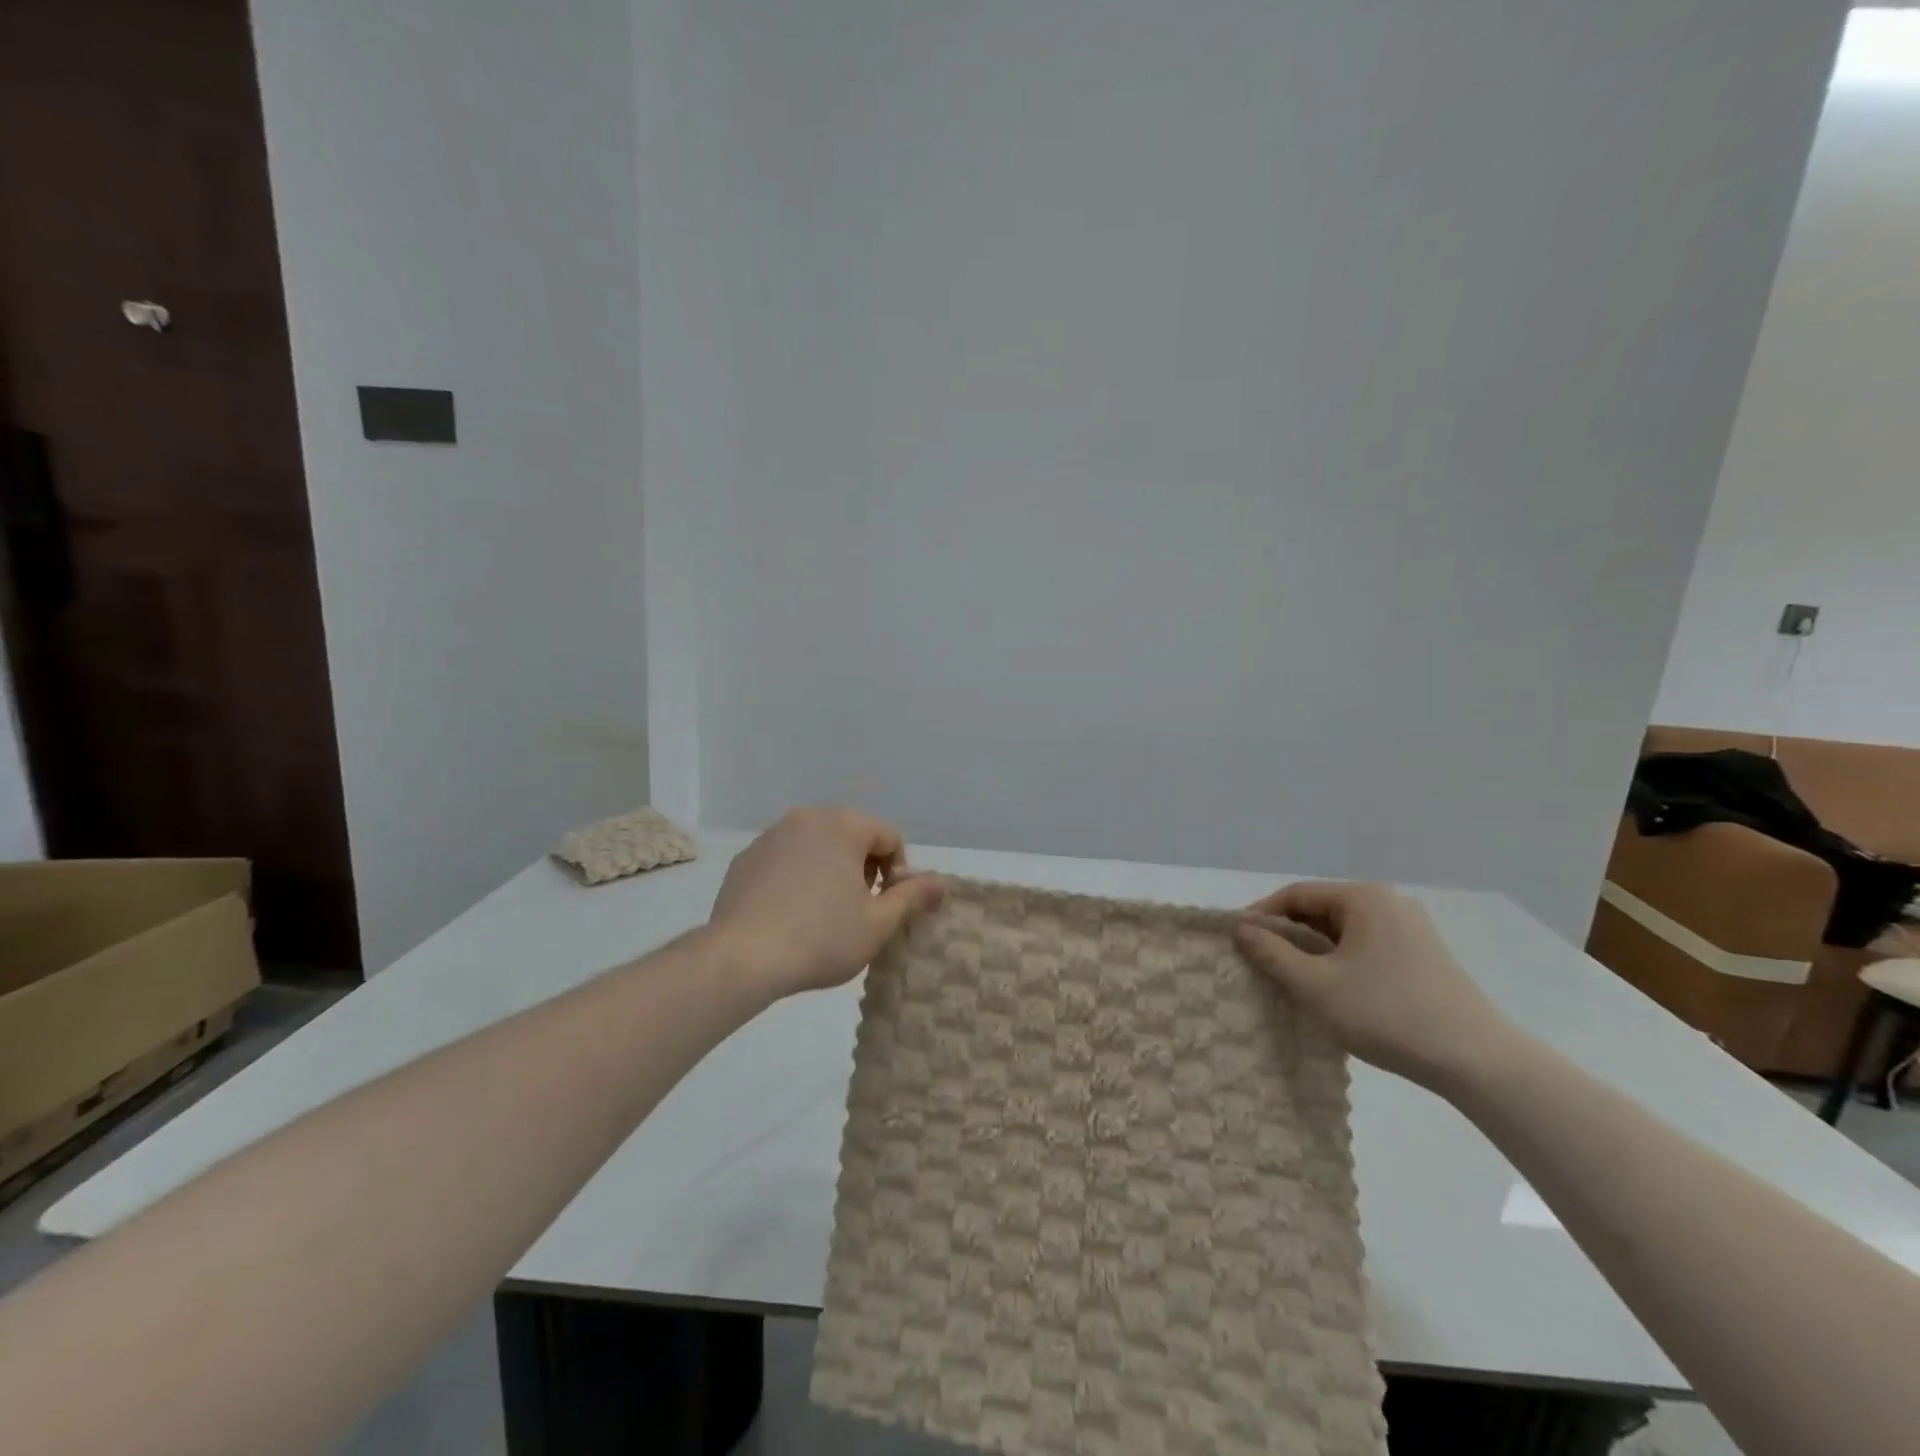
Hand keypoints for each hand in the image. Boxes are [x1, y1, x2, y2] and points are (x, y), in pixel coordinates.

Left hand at [708, 807, 944, 1001]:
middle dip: (864, 869)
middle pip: (852, 836)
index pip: (889, 838)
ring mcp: (770, 836)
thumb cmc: (821, 937)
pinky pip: (784, 861)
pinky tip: (790, 915)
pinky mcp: (744, 859)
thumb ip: (912, 896)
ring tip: (824, 914)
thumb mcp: (878, 922)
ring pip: (816, 846)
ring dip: (830, 872)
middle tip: (859, 910)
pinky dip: (796, 878)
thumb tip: (942, 882)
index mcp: (843, 825)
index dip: (898, 873)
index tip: (886, 907)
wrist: (742, 958)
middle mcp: (806, 818)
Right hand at [1233, 881, 1516, 1091]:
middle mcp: (1389, 903)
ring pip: (1345, 932)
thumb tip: (1241, 929)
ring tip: (1292, 980)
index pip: (1296, 894)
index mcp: (1363, 898)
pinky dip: (1342, 962)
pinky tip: (1334, 991)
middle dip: (1287, 934)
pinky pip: (1367, 947)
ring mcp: (1412, 930)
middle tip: (1260, 963)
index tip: (1237, 940)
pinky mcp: (1425, 957)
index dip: (1261, 915)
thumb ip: (1272, 953)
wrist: (1477, 1061)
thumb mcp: (1316, 985)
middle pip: (1321, 910)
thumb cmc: (1387, 1013)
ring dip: (1314, 951)